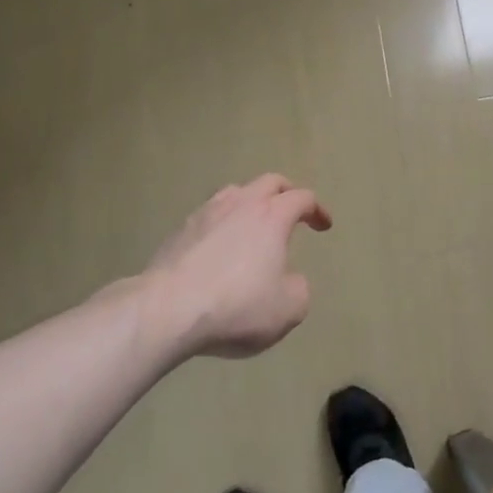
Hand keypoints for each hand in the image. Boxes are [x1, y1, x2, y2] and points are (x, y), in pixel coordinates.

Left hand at [130, 174, 332, 358]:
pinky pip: (209, 217)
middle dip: (286, 192)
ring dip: (250, 203)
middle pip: (269, 182)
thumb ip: (299, 289)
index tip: (324, 225)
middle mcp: (241, 204)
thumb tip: (290, 280)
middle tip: (292, 209)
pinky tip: (219, 246)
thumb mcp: (289, 309)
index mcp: (272, 216)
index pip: (302, 198)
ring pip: (234, 193)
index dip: (317, 209)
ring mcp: (205, 214)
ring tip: (254, 223)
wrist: (167, 310)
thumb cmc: (238, 306)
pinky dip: (222, 224)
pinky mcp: (179, 232)